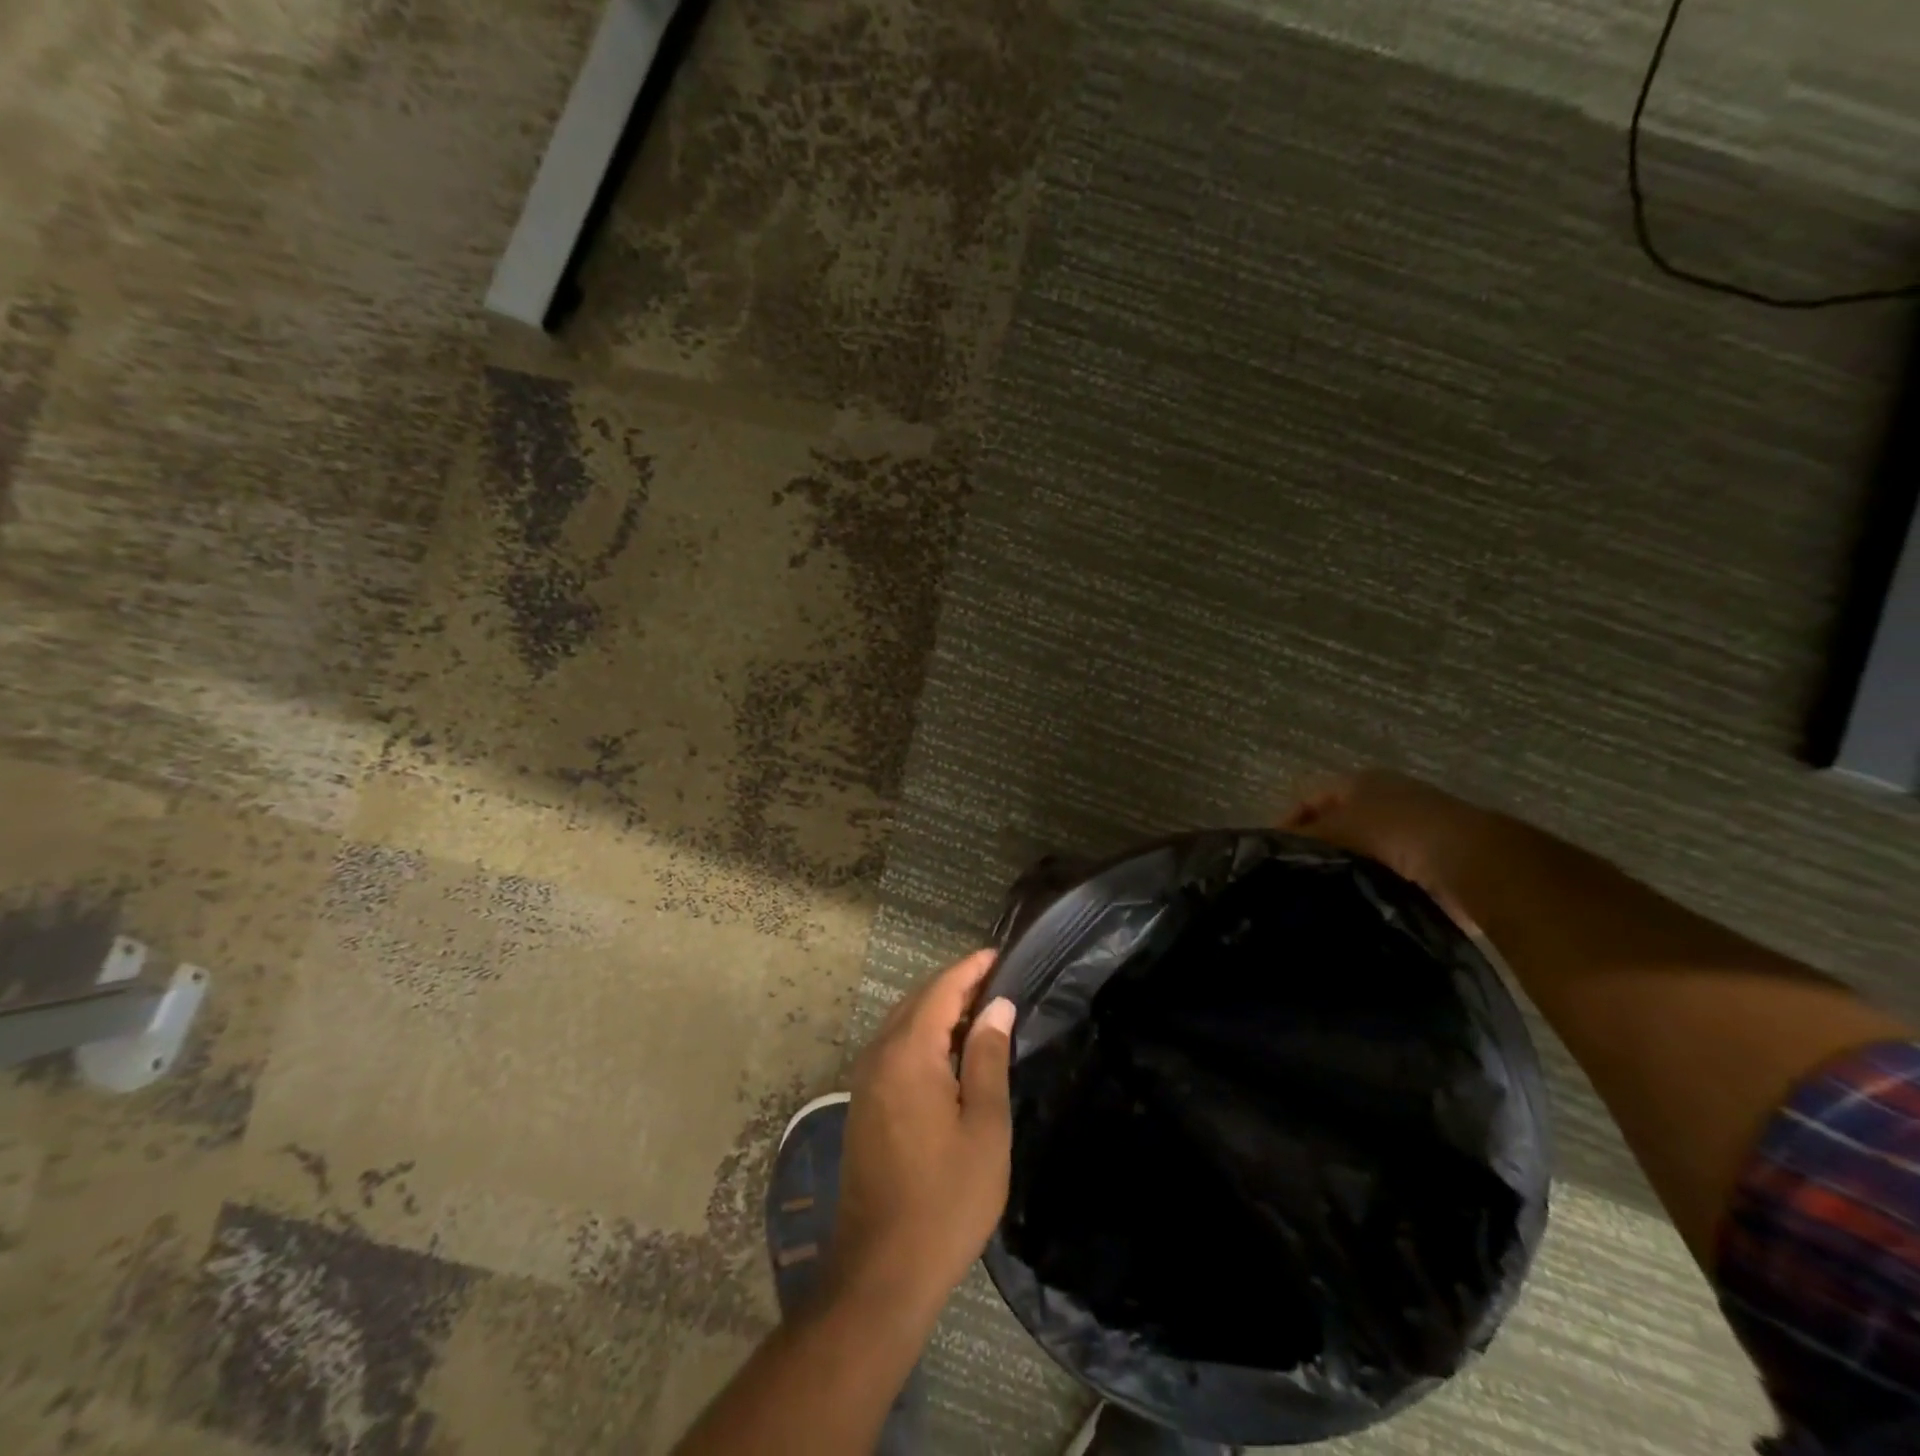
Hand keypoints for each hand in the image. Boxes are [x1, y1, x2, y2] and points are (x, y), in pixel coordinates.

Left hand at [829, 950, 1015, 1319]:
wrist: (881, 1270)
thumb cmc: (945, 1199)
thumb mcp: (983, 1128)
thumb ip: (987, 1058)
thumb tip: (997, 1006)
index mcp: (907, 1054)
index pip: (940, 991)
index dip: (970, 969)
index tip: (999, 955)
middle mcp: (878, 1055)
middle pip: (918, 1002)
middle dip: (956, 986)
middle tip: (997, 981)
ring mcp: (865, 1080)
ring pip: (904, 1024)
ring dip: (939, 1011)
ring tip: (981, 1010)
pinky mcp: (863, 1103)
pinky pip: (895, 1049)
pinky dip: (924, 1036)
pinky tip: (950, 1052)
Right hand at [1283, 769, 1493, 924]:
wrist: (1472, 860)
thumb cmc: (1395, 832)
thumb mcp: (1337, 829)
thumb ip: (1303, 838)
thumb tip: (1271, 850)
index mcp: (1361, 781)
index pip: (1310, 798)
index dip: (1288, 823)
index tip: (1273, 854)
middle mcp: (1387, 796)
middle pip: (1338, 821)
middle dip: (1318, 845)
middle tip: (1296, 875)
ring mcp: (1414, 825)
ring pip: (1364, 847)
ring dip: (1346, 867)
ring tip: (1324, 893)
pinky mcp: (1434, 858)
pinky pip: (1389, 870)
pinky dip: (1373, 883)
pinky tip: (1360, 902)